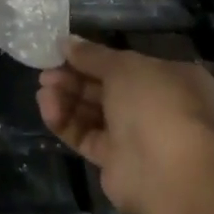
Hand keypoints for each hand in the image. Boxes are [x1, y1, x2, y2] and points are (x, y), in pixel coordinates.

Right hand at [37, 37, 213, 213]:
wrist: (166, 171)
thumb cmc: (154, 103)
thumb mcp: (123, 66)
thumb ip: (92, 54)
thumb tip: (66, 42)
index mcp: (170, 78)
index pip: (126, 63)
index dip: (94, 56)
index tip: (63, 51)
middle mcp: (156, 106)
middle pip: (106, 87)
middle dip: (74, 78)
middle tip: (46, 71)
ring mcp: (136, 135)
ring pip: (94, 112)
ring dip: (67, 98)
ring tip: (43, 90)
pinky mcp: (116, 161)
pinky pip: (87, 136)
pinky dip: (66, 122)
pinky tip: (48, 108)